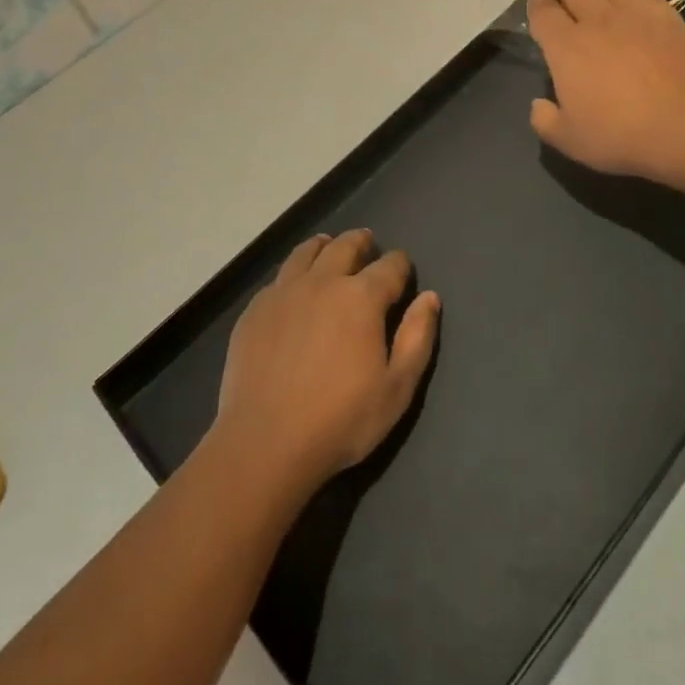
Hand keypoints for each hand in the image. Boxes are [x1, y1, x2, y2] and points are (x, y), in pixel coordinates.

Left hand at [212, 229, 439, 494]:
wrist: (265, 441)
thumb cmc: (341, 419)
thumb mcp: (397, 388)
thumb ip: (417, 337)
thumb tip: (429, 297)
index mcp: (361, 297)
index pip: (389, 266)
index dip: (400, 264)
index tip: (403, 269)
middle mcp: (322, 281)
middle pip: (345, 246)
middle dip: (361, 242)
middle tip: (367, 244)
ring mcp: (283, 292)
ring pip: (306, 252)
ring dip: (324, 246)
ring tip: (329, 247)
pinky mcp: (255, 309)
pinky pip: (279, 277)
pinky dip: (294, 272)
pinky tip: (293, 286)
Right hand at [527, 0, 684, 187]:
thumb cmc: (620, 135)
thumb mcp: (568, 140)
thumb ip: (544, 120)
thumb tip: (538, 104)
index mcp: (565, 46)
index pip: (542, 11)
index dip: (535, 5)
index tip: (536, 6)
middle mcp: (596, 20)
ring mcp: (634, 14)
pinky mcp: (667, 16)